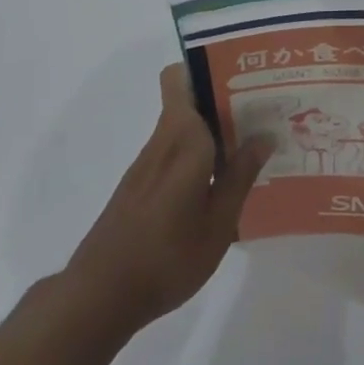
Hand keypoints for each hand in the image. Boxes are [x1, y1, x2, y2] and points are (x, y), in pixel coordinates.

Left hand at [58, 64, 270, 340]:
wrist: (99, 296)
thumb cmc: (167, 256)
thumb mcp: (218, 222)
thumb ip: (241, 175)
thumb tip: (264, 134)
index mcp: (182, 138)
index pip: (180, 78)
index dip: (207, 67)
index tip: (243, 75)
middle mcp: (162, 141)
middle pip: (188, 98)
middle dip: (223, 98)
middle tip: (263, 110)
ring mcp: (147, 164)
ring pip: (183, 126)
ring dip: (214, 128)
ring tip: (252, 143)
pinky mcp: (140, 185)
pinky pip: (175, 151)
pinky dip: (200, 154)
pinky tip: (222, 180)